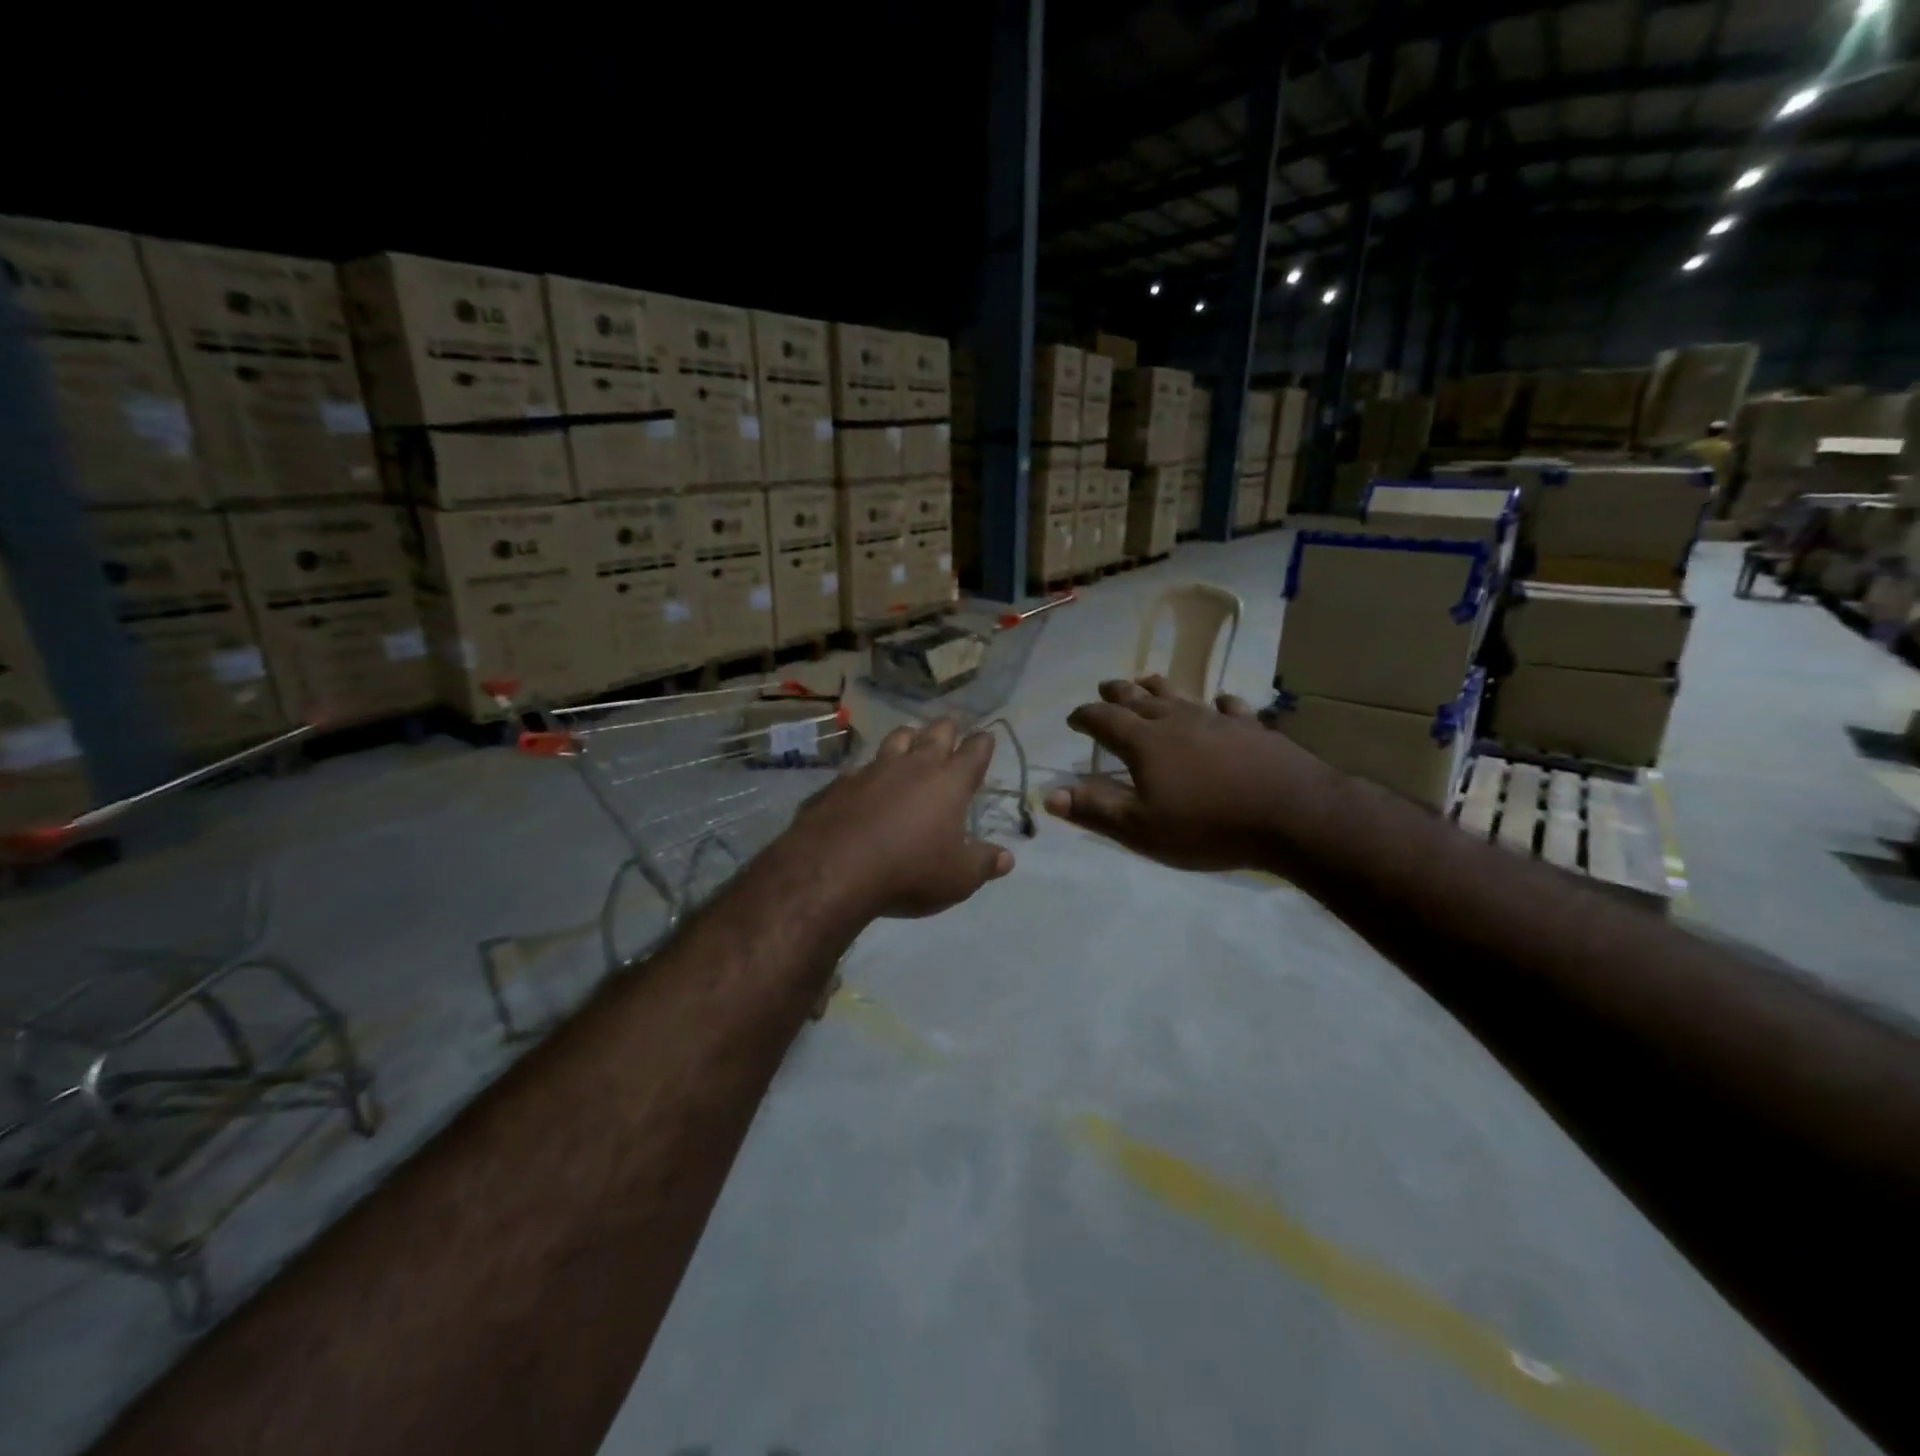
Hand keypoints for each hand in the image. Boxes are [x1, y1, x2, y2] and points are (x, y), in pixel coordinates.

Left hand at [782, 718, 1014, 919]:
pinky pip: (860, 768)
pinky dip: (869, 770)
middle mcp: (913, 766)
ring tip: (910, 739)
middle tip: (950, 729)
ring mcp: (873, 770)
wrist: (834, 869)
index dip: (982, 743)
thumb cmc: (910, 871)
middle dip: (946, 729)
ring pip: (896, 739)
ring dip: (907, 737)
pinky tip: (865, 781)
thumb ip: (984, 864)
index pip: (973, 753)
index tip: (986, 736)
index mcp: (949, 782)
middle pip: (935, 733)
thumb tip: (1007, 858)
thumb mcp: (958, 878)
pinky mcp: (839, 783)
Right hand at [1046, 677, 1340, 873]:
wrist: (1292, 815)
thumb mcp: (1141, 828)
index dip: (1085, 717)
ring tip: (1147, 680)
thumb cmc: (1208, 825)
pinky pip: (1231, 708)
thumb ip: (1095, 809)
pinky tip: (1221, 702)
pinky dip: (1220, 704)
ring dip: (1159, 688)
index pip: (1104, 720)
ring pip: (1181, 696)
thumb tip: (1049, 794)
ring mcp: (1217, 721)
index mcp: (1145, 742)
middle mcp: (1177, 721)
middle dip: (1117, 693)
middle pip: (1139, 699)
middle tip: (1104, 687)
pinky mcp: (1253, 729)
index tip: (1073, 719)